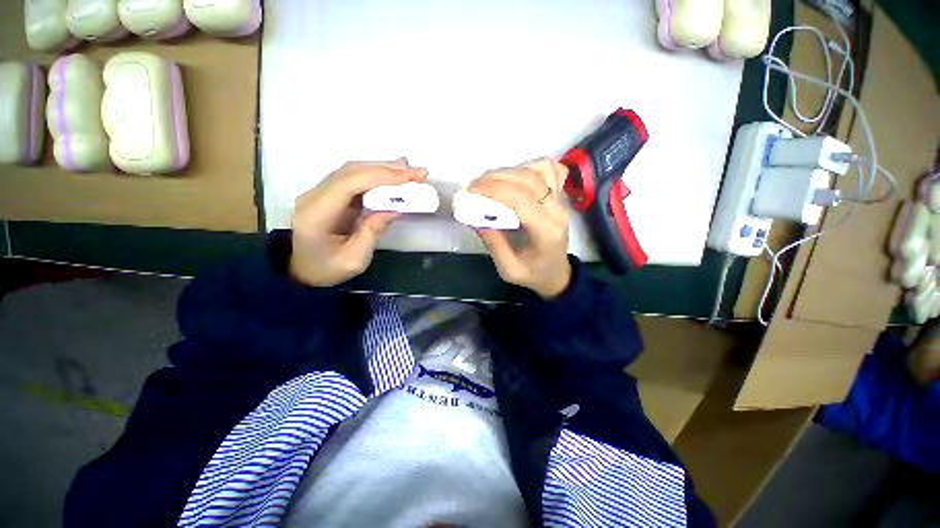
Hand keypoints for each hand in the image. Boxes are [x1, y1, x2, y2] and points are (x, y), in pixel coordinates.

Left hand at [290, 159, 426, 286]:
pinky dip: (376, 175)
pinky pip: (354, 178)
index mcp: (316, 213)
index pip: (348, 183)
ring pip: (353, 171)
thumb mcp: (354, 259)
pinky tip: (393, 173)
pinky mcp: (329, 194)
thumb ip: (372, 232)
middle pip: (351, 171)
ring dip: (383, 169)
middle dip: (387, 169)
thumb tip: (394, 209)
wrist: (303, 272)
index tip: (408, 177)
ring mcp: (319, 192)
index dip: (379, 177)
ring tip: (409, 170)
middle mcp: (314, 196)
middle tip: (417, 172)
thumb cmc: (328, 270)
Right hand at [470, 158, 571, 298]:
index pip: (522, 199)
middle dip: (496, 177)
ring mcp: (561, 200)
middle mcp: (557, 211)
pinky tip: (515, 178)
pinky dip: (529, 166)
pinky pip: (549, 169)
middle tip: (474, 186)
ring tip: (490, 182)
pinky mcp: (559, 195)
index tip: (471, 191)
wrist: (557, 274)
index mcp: (546, 232)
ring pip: (539, 169)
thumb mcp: (508, 270)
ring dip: (510, 171)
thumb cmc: (533, 274)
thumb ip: (493, 243)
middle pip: (529, 179)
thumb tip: (473, 216)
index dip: (495, 190)